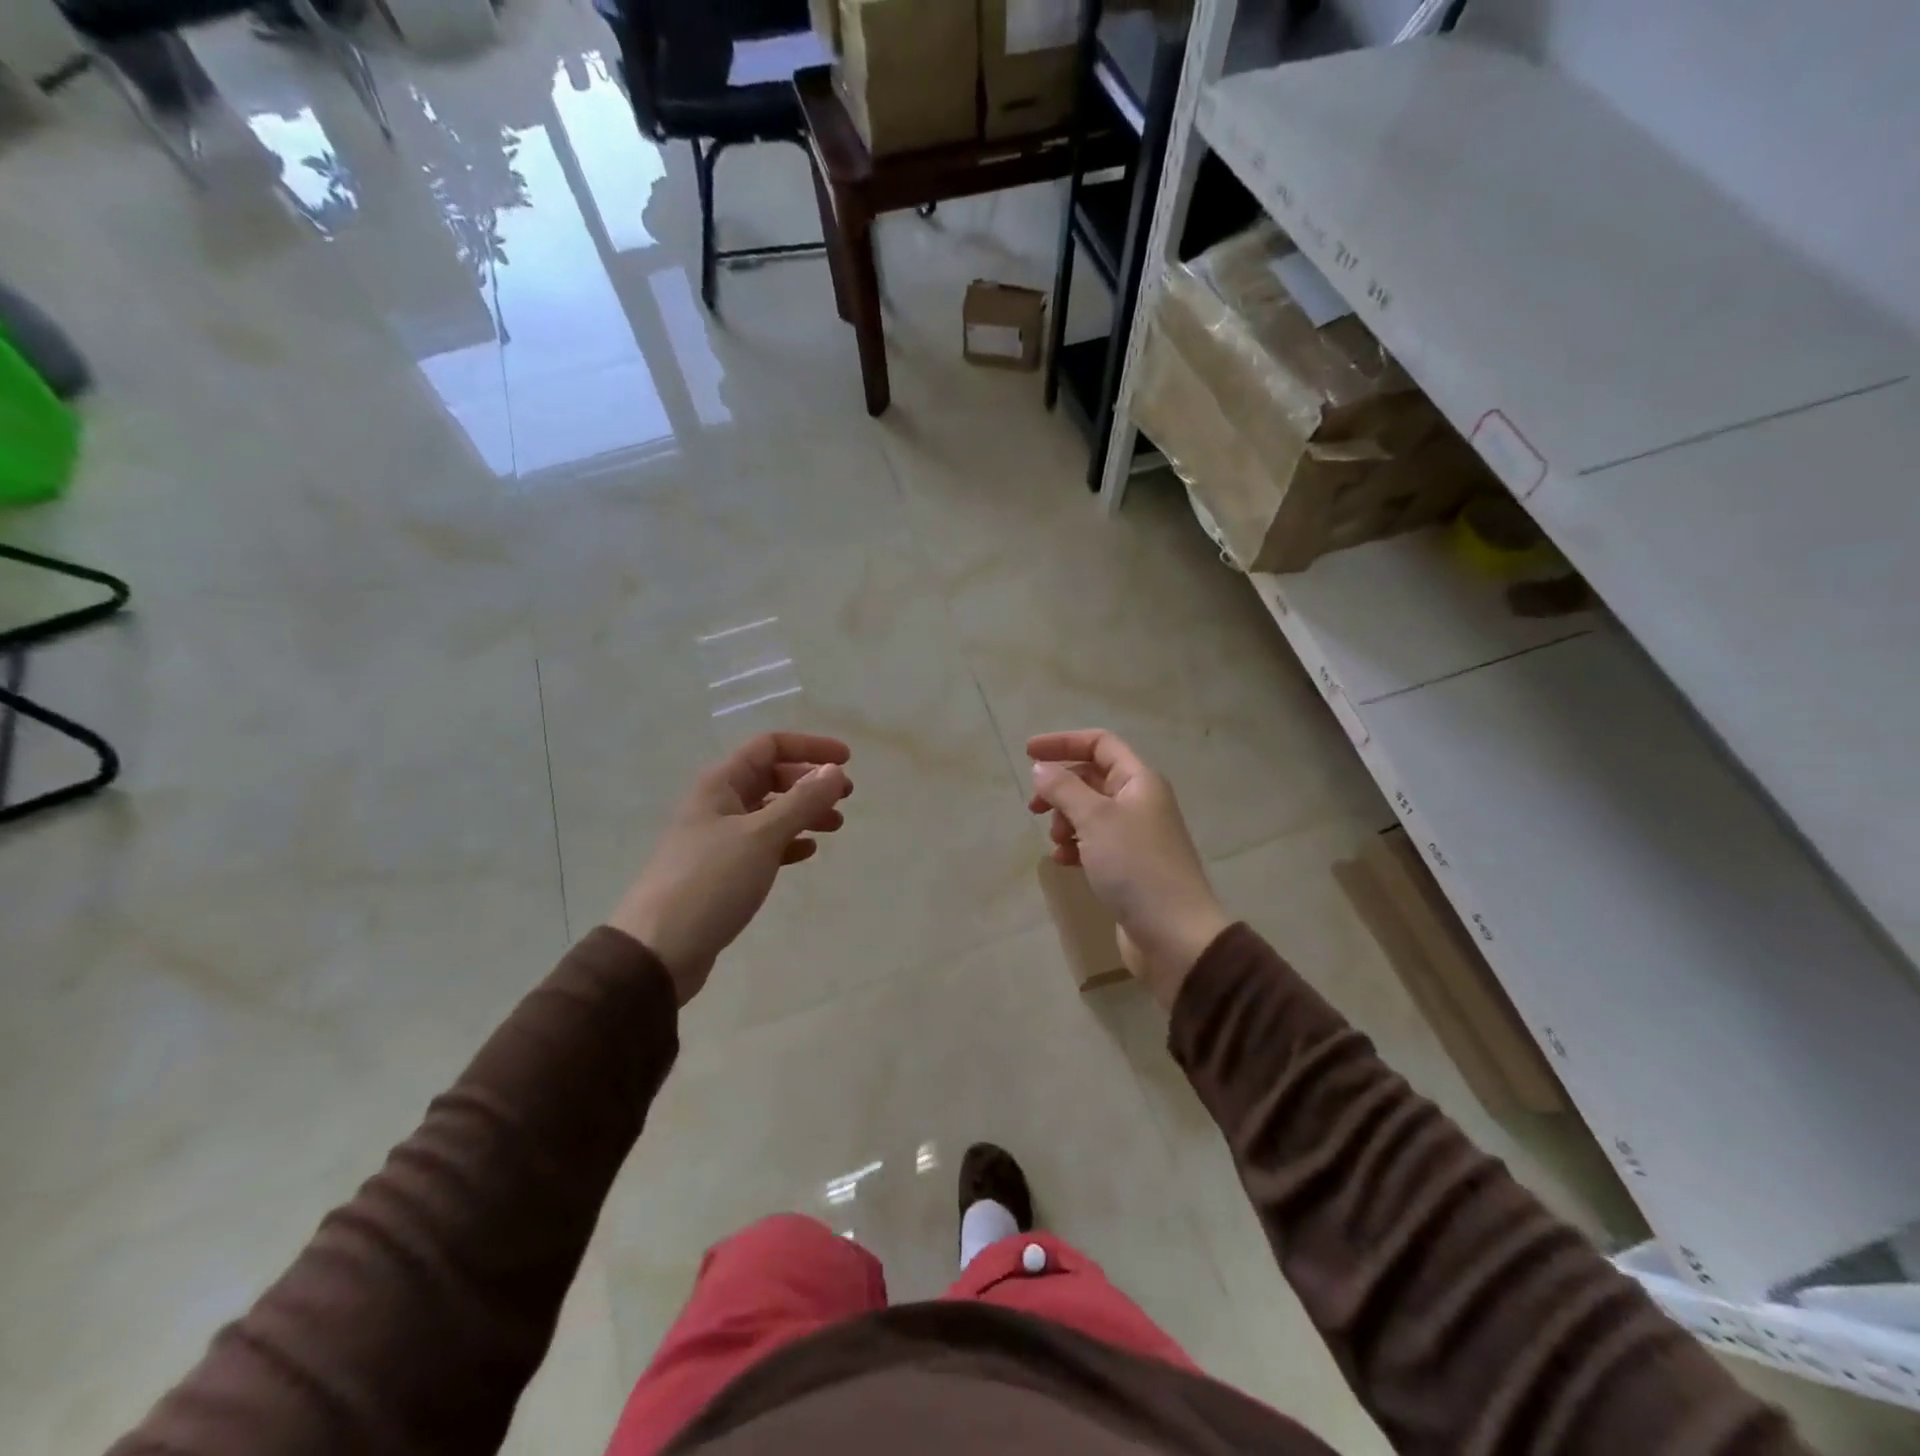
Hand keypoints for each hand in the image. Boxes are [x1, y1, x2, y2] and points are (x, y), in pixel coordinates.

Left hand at [611, 732, 852, 1004]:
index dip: (810, 748)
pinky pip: (763, 844)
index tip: (847, 760)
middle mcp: (718, 804)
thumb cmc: (710, 882)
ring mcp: (718, 838)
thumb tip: (835, 770)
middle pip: (771, 777)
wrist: (659, 949)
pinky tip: (807, 852)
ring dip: (804, 813)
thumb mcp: (761, 836)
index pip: (770, 746)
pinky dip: (788, 843)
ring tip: (835, 826)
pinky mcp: (722, 871)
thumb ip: (802, 801)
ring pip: (770, 812)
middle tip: (846, 797)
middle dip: (810, 782)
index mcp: (721, 784)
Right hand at [1027, 729, 1227, 1008]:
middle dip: (1060, 789)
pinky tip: (1065, 862)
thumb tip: (1041, 768)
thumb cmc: (1136, 866)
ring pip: (1090, 812)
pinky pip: (1094, 842)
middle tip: (1034, 808)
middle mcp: (1140, 801)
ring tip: (1057, 841)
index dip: (1063, 743)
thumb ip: (1063, 789)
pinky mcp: (1128, 866)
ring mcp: (1135, 835)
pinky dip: (1076, 846)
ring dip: (1066, 820)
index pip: (1099, 744)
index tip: (1028, 753)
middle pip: (1092, 778)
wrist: (1174, 934)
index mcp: (1139, 781)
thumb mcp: (1095, 819)